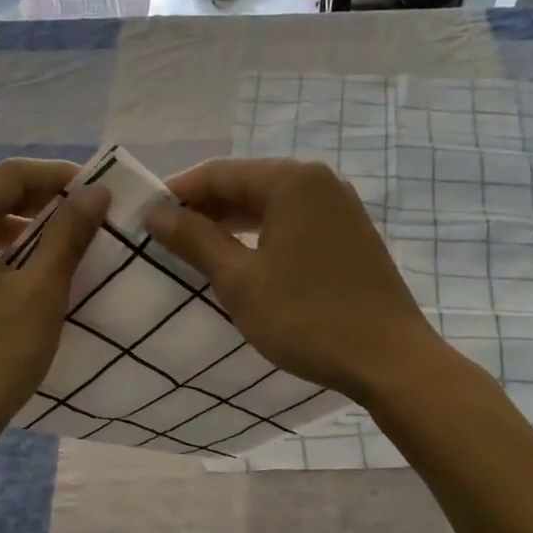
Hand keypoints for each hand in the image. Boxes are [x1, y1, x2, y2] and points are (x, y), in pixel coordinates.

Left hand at [0, 159, 107, 453]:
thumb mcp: (40, 293)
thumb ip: (68, 235)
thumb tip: (96, 191)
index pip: (9, 177)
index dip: (58, 177)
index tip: (99, 191)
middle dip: (42, 204)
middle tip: (89, 218)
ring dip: (24, 231)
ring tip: (67, 246)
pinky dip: (1, 256)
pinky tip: (30, 276)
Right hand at [145, 158, 443, 403]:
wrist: (388, 359)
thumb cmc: (307, 318)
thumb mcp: (240, 281)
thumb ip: (196, 240)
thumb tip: (156, 212)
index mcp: (292, 181)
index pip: (219, 173)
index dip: (177, 192)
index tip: (143, 216)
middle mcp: (319, 182)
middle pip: (246, 184)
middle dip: (203, 208)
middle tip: (164, 237)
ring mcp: (340, 208)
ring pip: (270, 205)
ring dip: (230, 223)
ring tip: (194, 250)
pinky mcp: (349, 235)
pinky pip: (293, 224)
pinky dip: (261, 236)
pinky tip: (241, 260)